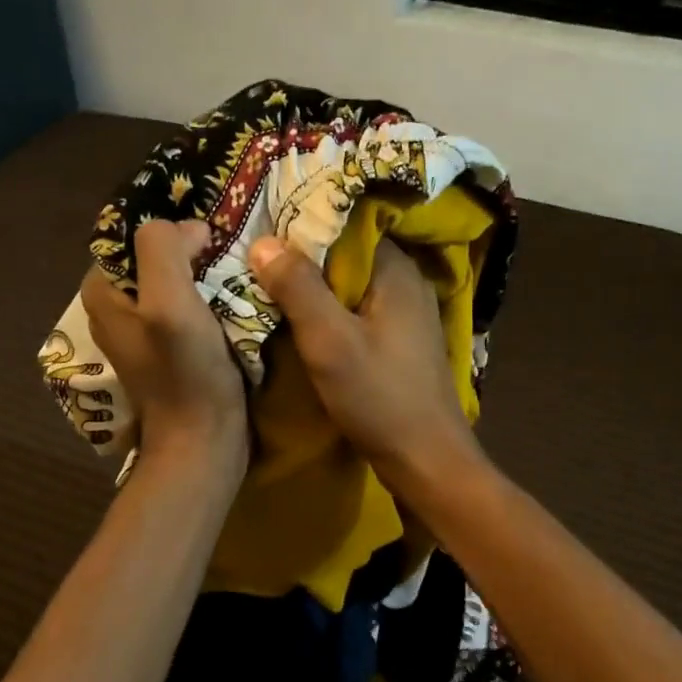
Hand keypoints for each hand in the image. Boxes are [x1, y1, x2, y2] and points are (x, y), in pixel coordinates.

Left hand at [83, 221, 245, 472]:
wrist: (203, 442)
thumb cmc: (185, 373)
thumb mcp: (168, 302)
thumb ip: (164, 249)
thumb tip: (189, 229)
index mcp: (103, 291)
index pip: (136, 234)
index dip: (175, 230)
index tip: (214, 241)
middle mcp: (117, 307)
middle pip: (158, 257)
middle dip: (195, 252)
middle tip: (233, 257)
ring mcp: (144, 331)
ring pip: (177, 281)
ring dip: (208, 276)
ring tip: (240, 278)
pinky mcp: (170, 350)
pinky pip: (189, 307)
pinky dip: (211, 300)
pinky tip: (236, 304)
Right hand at [248, 235, 481, 491]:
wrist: (425, 460)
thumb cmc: (379, 398)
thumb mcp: (330, 341)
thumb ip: (298, 288)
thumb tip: (264, 240)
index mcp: (397, 271)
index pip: (348, 224)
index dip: (305, 222)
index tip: (263, 225)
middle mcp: (407, 282)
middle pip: (348, 253)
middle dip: (304, 255)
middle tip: (256, 256)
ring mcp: (406, 313)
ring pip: (351, 284)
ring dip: (314, 285)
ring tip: (268, 282)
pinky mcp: (399, 340)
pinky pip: (357, 309)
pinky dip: (330, 310)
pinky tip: (301, 319)